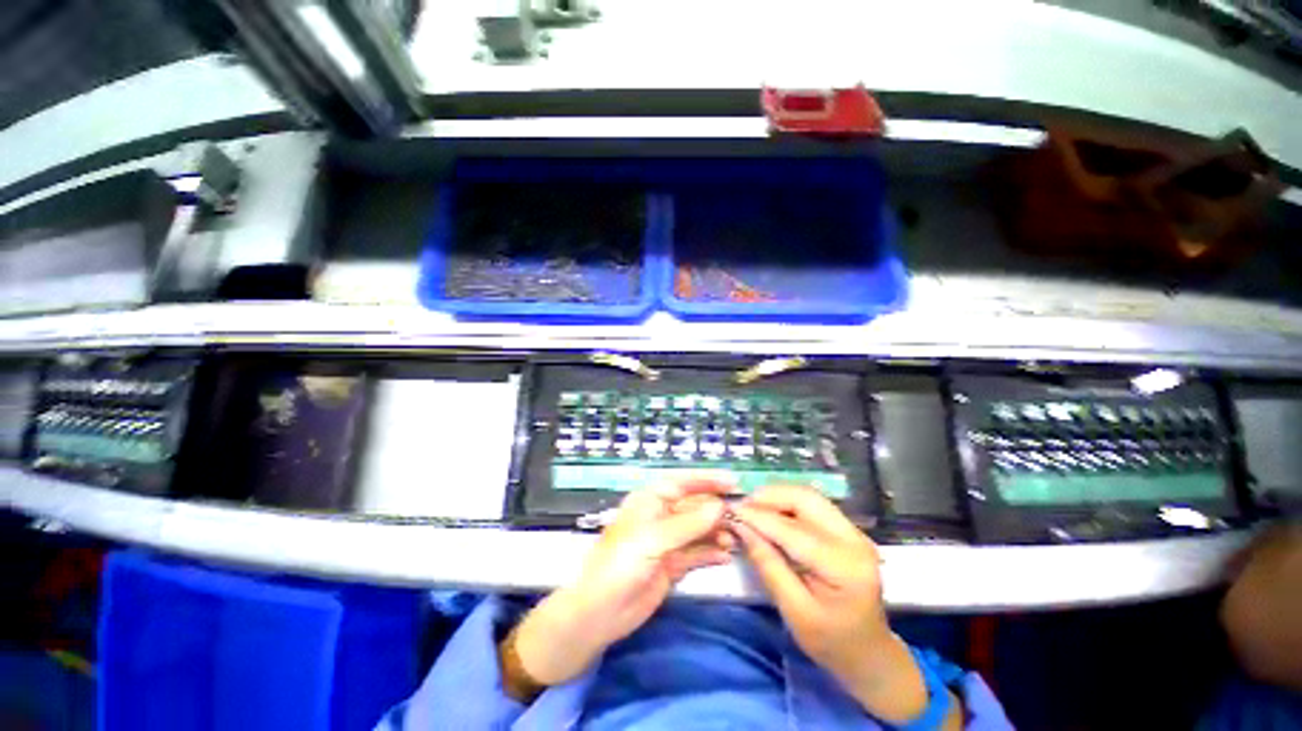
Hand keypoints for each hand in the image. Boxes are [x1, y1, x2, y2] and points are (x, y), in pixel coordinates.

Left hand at [510, 480, 732, 688]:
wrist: (599, 613)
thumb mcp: (653, 539)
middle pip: (692, 506)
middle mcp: (659, 517)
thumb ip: (687, 524)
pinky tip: (726, 556)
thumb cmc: (620, 565)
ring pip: (697, 530)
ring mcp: (666, 542)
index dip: (706, 480)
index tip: (732, 482)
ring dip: (716, 532)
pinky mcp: (670, 565)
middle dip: (715, 509)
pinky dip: (710, 553)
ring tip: (736, 539)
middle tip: (741, 516)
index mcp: (649, 501)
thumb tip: (719, 506)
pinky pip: (695, 553)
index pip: (682, 482)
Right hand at [734, 486, 932, 723]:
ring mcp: (854, 531)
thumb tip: (740, 527)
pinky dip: (787, 503)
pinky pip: (812, 504)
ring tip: (753, 509)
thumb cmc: (831, 642)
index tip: (731, 511)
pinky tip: (771, 514)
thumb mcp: (794, 611)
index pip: (792, 529)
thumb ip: (768, 565)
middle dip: (769, 496)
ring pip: (808, 495)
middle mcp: (854, 539)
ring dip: (777, 496)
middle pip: (805, 498)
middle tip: (742, 507)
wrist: (870, 654)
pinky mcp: (847, 530)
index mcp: (844, 566)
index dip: (758, 517)